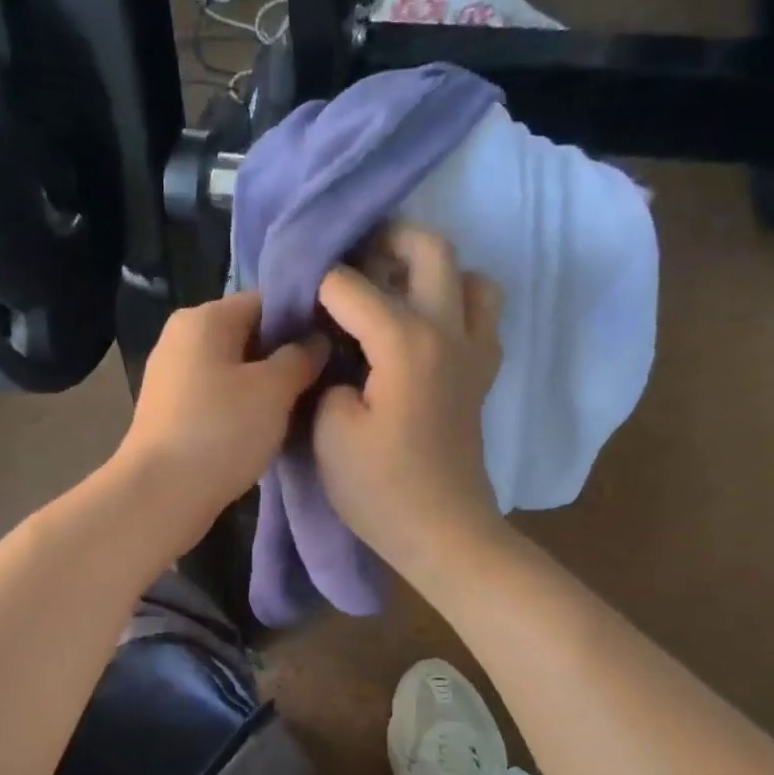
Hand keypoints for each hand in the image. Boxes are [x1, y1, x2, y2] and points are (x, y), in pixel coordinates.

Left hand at [110, 292, 327, 554]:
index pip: (266, 301)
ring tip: (302, 407)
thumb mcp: (273, 390)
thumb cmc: (221, 431)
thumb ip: (301, 358)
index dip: (305, 320)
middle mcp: (182, 338)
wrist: (161, 494)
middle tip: (325, 380)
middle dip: (286, 356)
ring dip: (267, 386)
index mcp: (204, 318)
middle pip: (249, 334)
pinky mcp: (171, 412)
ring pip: (234, 369)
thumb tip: (316, 341)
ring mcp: (173, 376)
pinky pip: (218, 396)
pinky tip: (267, 428)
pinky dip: (243, 407)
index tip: (336, 344)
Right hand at [312, 224, 504, 578]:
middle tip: (351, 261)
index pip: (350, 285)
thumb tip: (331, 352)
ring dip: (433, 271)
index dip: (314, 285)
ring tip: (395, 290)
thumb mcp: (328, 432)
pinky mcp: (481, 375)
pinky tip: (422, 331)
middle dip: (387, 241)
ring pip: (472, 278)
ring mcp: (474, 352)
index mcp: (406, 341)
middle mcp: (448, 331)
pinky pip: (481, 317)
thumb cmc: (379, 489)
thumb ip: (324, 375)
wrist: (442, 533)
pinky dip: (456, 306)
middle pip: (432, 250)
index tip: (291, 299)